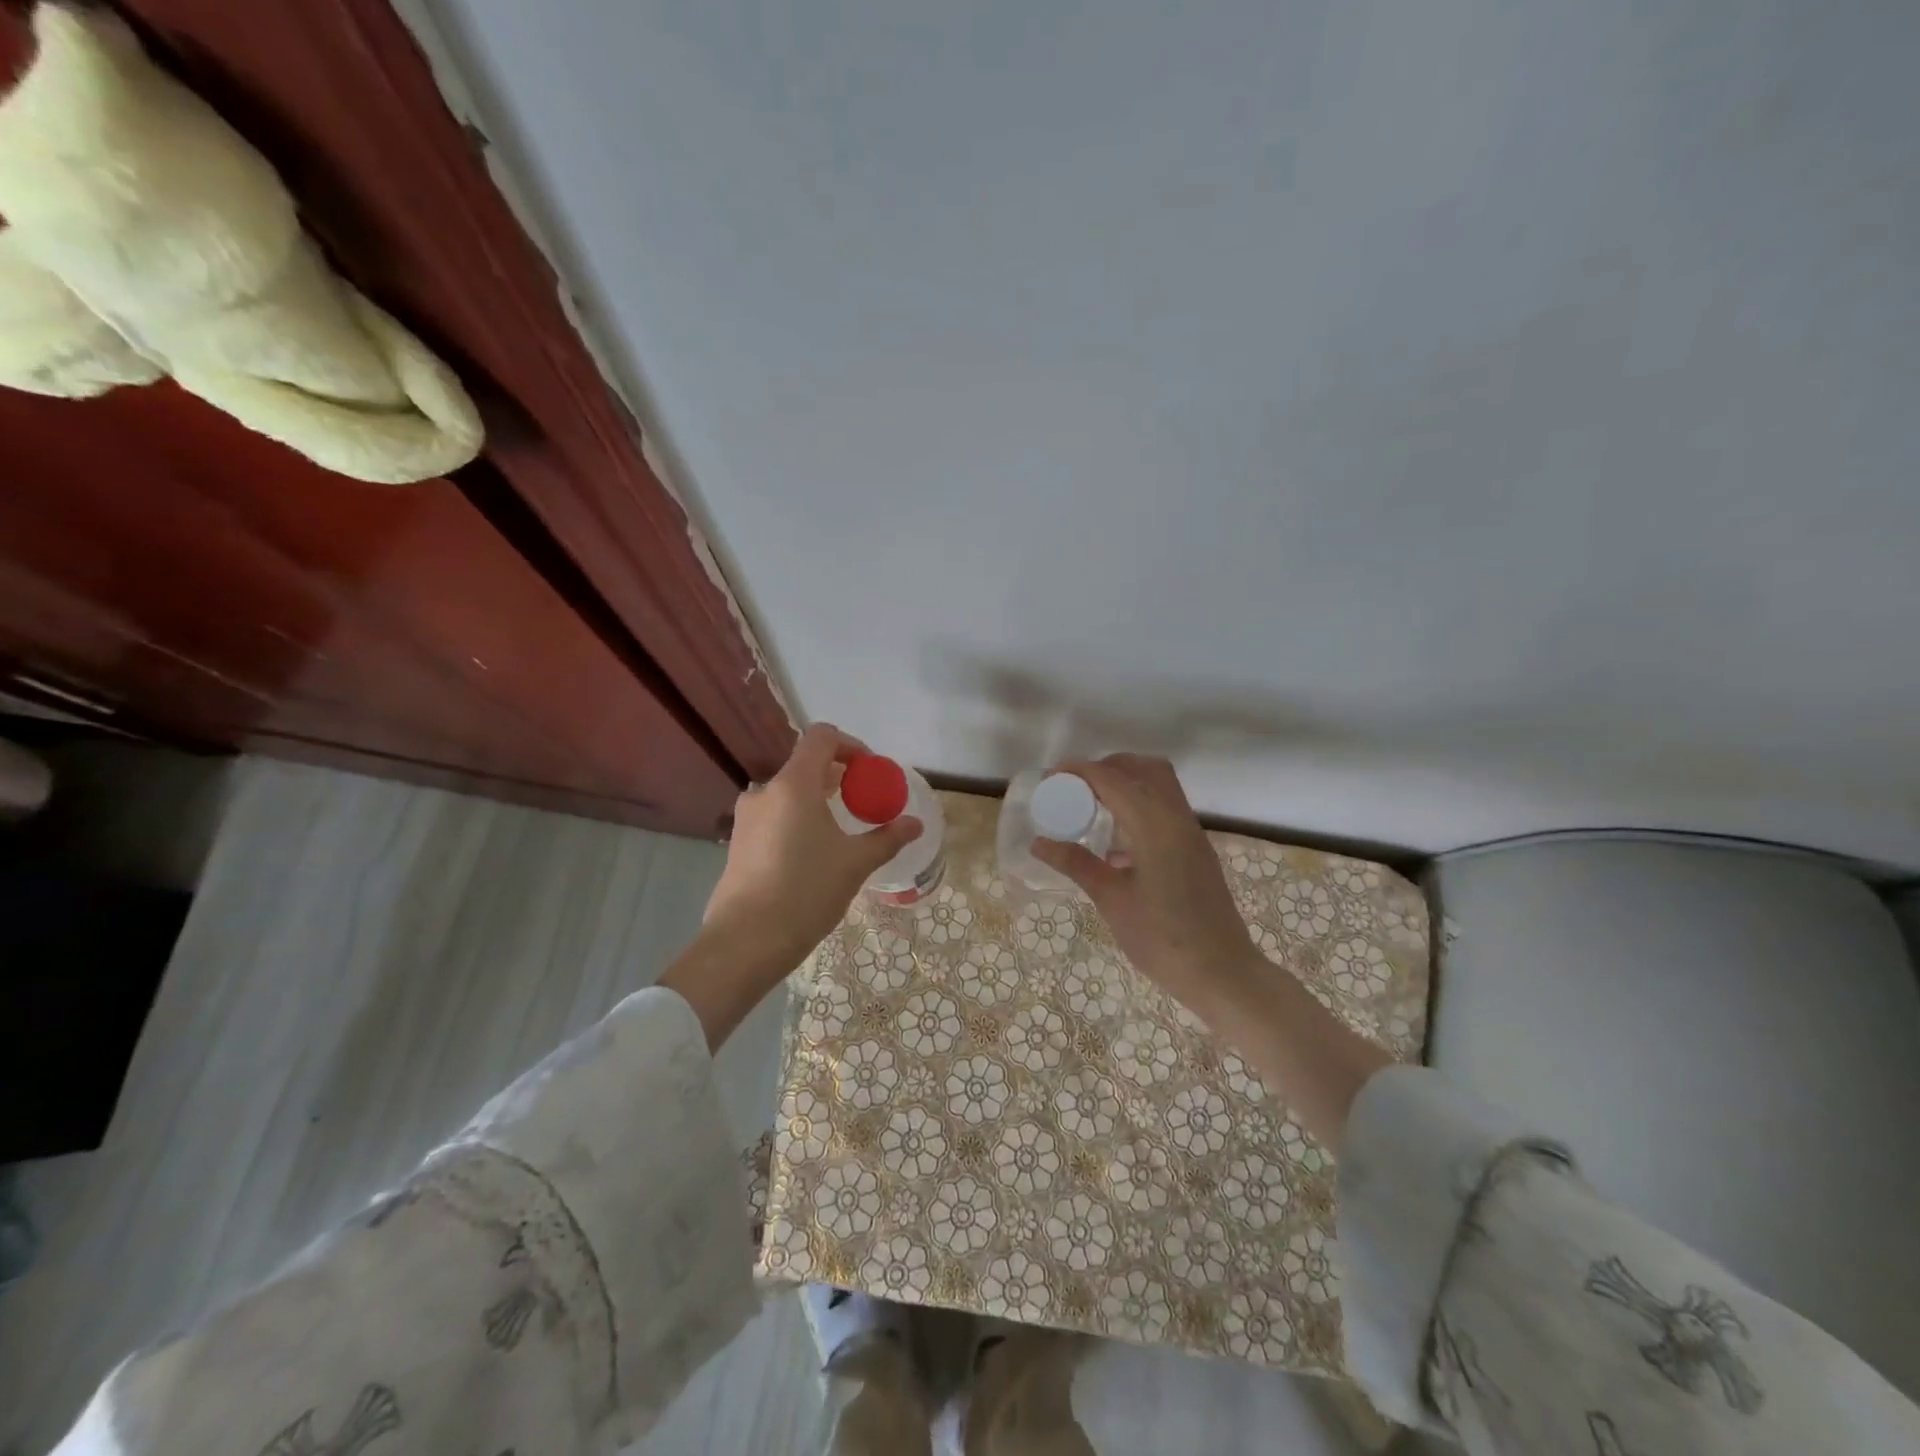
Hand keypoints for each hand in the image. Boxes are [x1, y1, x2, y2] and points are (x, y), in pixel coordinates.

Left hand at [700, 723, 922, 986]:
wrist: (745, 941)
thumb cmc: (805, 892)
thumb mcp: (855, 864)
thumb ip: (887, 838)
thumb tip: (915, 824)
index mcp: (794, 784)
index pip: (822, 737)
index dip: (851, 745)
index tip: (871, 771)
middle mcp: (766, 791)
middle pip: (806, 765)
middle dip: (839, 777)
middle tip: (864, 802)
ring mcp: (747, 817)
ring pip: (789, 793)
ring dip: (818, 800)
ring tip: (842, 830)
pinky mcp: (738, 841)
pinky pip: (775, 815)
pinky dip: (798, 819)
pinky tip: (814, 853)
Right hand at [1034, 753, 1390, 1144]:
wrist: (1222, 973)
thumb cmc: (1162, 939)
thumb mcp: (1112, 900)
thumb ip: (1077, 864)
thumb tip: (1040, 842)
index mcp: (1155, 825)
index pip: (1112, 778)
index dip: (1079, 770)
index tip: (1050, 776)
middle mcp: (1177, 818)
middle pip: (1143, 768)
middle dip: (1107, 767)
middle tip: (1075, 787)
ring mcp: (1191, 833)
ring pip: (1160, 786)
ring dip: (1126, 784)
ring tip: (1092, 808)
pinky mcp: (1196, 850)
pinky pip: (1166, 809)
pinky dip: (1140, 807)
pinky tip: (1116, 843)